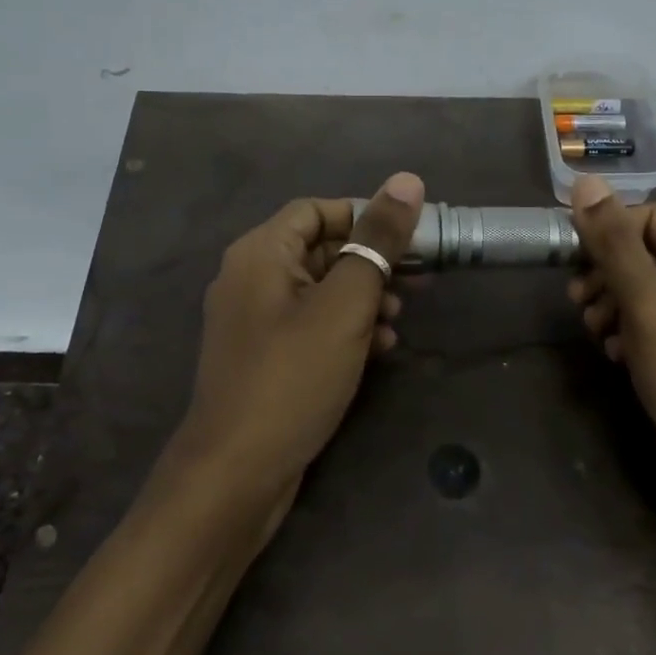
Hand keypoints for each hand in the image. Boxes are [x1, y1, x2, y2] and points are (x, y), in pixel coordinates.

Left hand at [165, 173, 426, 513]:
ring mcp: (255, 321)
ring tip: (398, 320)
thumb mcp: (345, 304)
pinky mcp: (265, 357)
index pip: (316, 209)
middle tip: (418, 280)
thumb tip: (408, 180)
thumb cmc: (293, 377)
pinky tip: (378, 350)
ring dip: (364, 298)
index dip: (364, 215)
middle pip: (320, 249)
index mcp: (260, 253)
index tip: (408, 237)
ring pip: (320, 290)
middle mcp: (251, 278)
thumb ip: (378, 241)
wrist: (236, 474)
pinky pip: (311, 325)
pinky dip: (345, 329)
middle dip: (371, 262)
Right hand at [565, 175, 655, 508]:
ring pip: (643, 290)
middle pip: (645, 252)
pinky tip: (615, 354)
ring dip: (612, 304)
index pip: (651, 217)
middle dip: (607, 273)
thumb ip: (614, 242)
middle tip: (579, 302)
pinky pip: (651, 324)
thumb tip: (584, 181)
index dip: (608, 233)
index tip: (571, 261)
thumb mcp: (649, 303)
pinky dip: (627, 331)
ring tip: (597, 332)